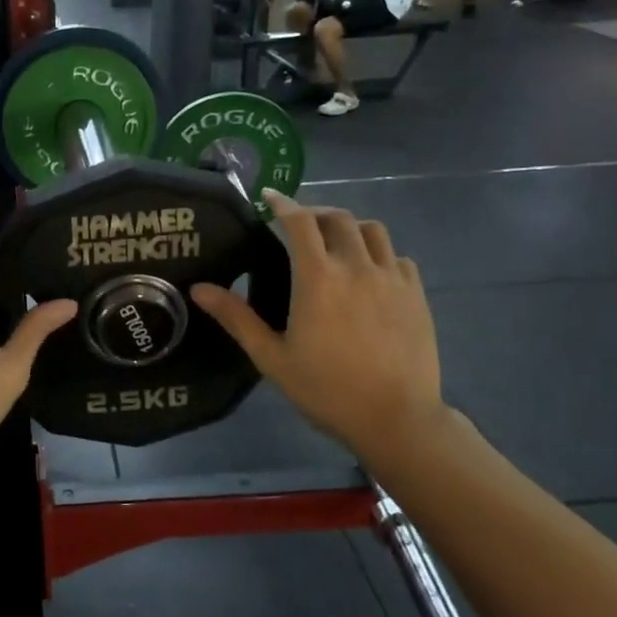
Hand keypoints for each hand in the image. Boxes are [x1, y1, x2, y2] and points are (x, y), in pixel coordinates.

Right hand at [190, 193, 443, 464]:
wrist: (395, 418)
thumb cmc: (326, 389)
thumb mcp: (271, 357)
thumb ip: (236, 317)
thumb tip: (199, 289)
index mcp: (318, 278)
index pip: (299, 222)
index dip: (282, 204)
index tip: (268, 197)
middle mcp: (357, 266)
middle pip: (338, 218)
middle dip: (315, 213)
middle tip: (298, 225)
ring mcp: (392, 278)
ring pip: (373, 230)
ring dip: (349, 227)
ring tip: (335, 243)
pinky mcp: (416, 294)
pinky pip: (398, 257)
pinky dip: (378, 253)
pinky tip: (369, 272)